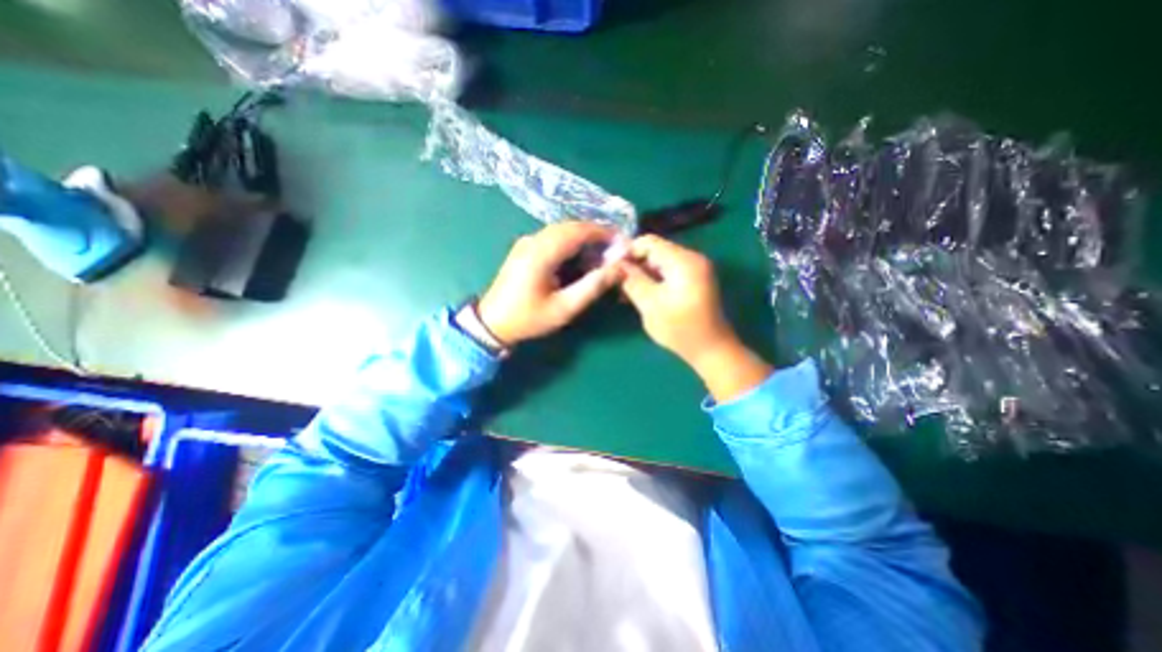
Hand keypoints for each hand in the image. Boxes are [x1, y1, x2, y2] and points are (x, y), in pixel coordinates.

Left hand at [477, 223, 626, 345]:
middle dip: (596, 235)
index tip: (623, 242)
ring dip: (584, 239)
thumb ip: (592, 287)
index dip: (603, 233)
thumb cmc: (528, 319)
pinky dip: (571, 243)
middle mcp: (533, 240)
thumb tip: (618, 269)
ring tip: (601, 255)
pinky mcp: (525, 248)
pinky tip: (580, 258)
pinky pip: (553, 238)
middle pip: (571, 227)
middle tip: (615, 251)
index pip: (578, 230)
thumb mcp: (564, 308)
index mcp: (541, 252)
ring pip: (562, 231)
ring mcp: (527, 242)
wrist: (492, 323)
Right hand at [617, 234, 770, 400]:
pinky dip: (653, 279)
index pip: (649, 242)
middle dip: (633, 263)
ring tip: (623, 289)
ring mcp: (695, 269)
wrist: (712, 350)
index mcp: (684, 261)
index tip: (610, 266)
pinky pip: (669, 272)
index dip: (627, 251)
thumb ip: (632, 281)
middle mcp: (692, 259)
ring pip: (660, 262)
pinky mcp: (694, 280)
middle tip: (614, 279)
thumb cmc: (680, 329)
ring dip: (641, 273)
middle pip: (655, 251)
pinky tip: (639, 292)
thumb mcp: (651, 305)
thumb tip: (616, 265)